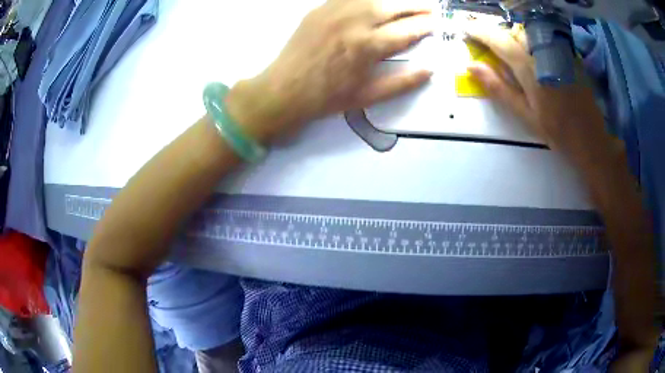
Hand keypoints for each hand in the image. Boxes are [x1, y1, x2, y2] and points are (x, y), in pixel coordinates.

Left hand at [227, 0, 434, 143]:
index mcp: (368, 46)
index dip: (424, 26)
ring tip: (407, 4)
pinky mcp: (319, 9)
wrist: (284, 90)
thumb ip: (402, 83)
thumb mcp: (367, 96)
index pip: (406, 31)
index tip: (436, 24)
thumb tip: (430, 71)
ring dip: (394, 0)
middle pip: (393, 7)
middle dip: (415, 7)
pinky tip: (375, 2)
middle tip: (429, 9)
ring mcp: (335, 12)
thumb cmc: (327, 97)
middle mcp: (355, 22)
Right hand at [466, 25, 615, 167]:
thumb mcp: (525, 114)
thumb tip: (471, 66)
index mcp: (530, 69)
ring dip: (515, 37)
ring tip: (512, 52)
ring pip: (529, 33)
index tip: (464, 28)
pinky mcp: (568, 54)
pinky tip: (535, 57)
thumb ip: (499, 88)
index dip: (479, 31)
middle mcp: (543, 53)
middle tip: (491, 46)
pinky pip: (544, 39)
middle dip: (499, 35)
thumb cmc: (557, 131)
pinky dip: (532, 42)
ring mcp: (557, 52)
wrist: (590, 138)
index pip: (499, 40)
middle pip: (514, 31)